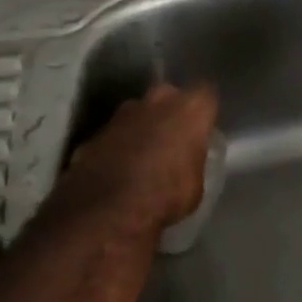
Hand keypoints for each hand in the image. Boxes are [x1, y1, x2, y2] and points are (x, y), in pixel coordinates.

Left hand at [59, 82, 219, 235]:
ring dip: (141, 127)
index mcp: (188, 110)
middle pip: (168, 95)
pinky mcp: (95, 132)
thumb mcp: (196, 185)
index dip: (205, 109)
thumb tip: (187, 162)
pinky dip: (118, 145)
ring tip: (143, 155)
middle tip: (173, 137)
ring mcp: (121, 114)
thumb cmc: (166, 196)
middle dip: (171, 111)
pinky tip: (118, 168)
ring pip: (138, 112)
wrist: (108, 208)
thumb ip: (193, 161)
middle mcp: (155, 101)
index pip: (206, 92)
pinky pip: (115, 133)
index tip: (205, 126)